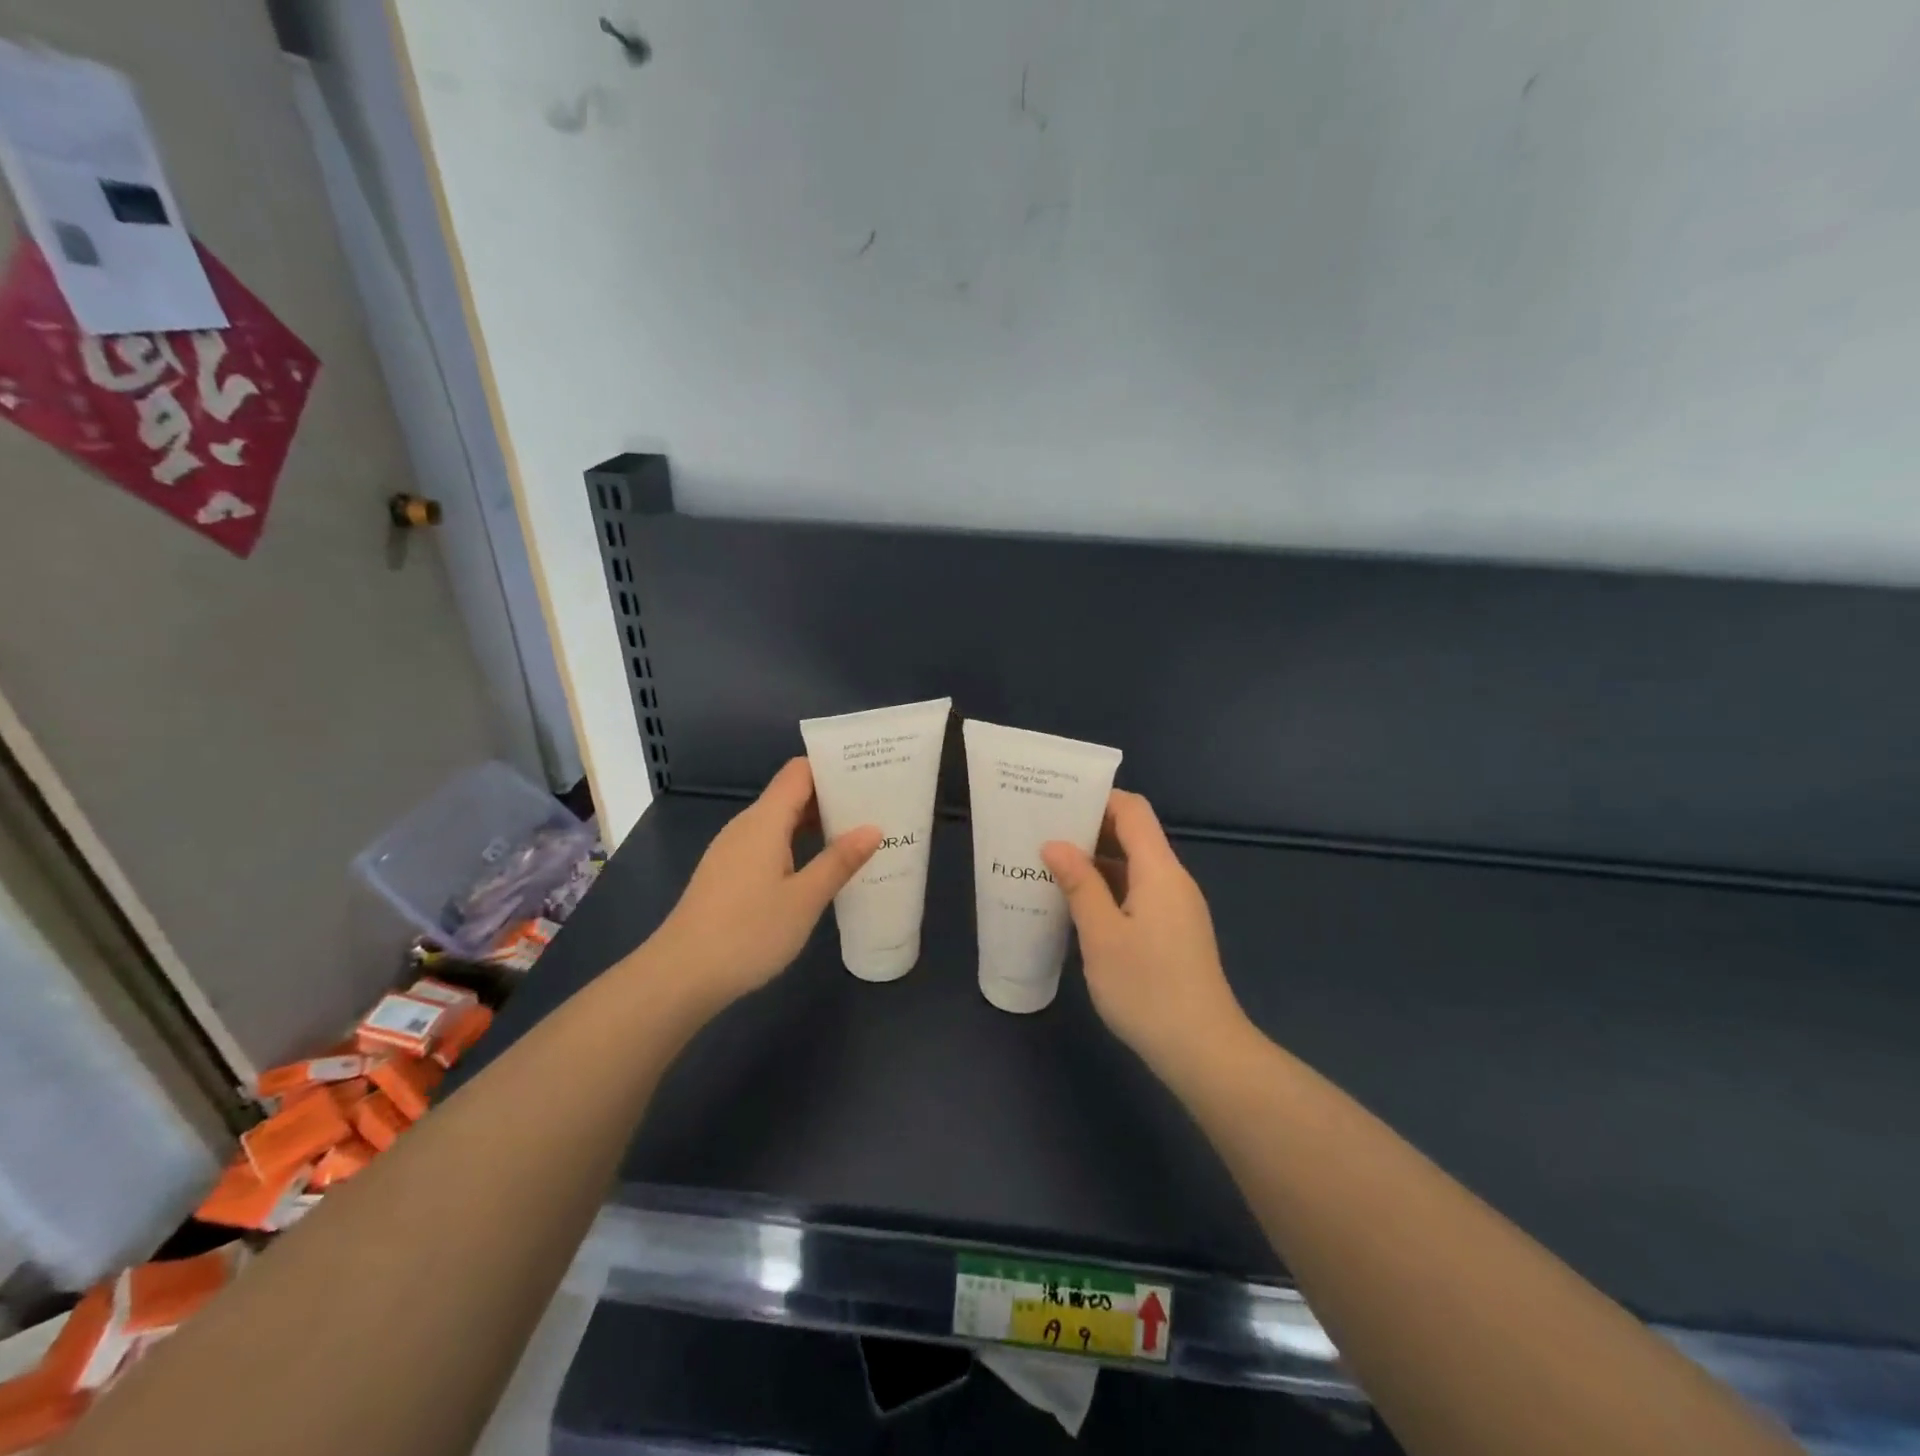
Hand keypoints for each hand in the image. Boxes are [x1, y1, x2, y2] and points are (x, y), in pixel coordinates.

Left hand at [648, 758, 880, 1009]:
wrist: (680, 976)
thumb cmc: (747, 933)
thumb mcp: (804, 899)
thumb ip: (839, 861)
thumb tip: (872, 828)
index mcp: (765, 821)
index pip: (799, 773)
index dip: (832, 768)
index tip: (869, 774)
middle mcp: (746, 826)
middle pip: (791, 794)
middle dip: (832, 797)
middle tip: (876, 806)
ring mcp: (733, 850)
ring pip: (780, 822)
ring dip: (816, 824)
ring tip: (857, 835)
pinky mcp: (728, 874)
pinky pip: (768, 844)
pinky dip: (797, 845)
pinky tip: (819, 867)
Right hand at [1042, 790, 1246, 1077]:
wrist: (1203, 1051)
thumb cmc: (1147, 989)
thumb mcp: (1102, 935)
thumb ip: (1079, 884)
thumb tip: (1055, 843)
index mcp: (1159, 871)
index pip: (1132, 811)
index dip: (1098, 798)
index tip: (1057, 800)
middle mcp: (1172, 880)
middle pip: (1133, 835)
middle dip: (1089, 829)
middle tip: (1042, 831)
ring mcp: (1175, 907)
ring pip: (1133, 866)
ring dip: (1095, 861)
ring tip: (1049, 864)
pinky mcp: (1173, 932)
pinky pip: (1137, 892)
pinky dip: (1107, 888)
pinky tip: (1076, 904)